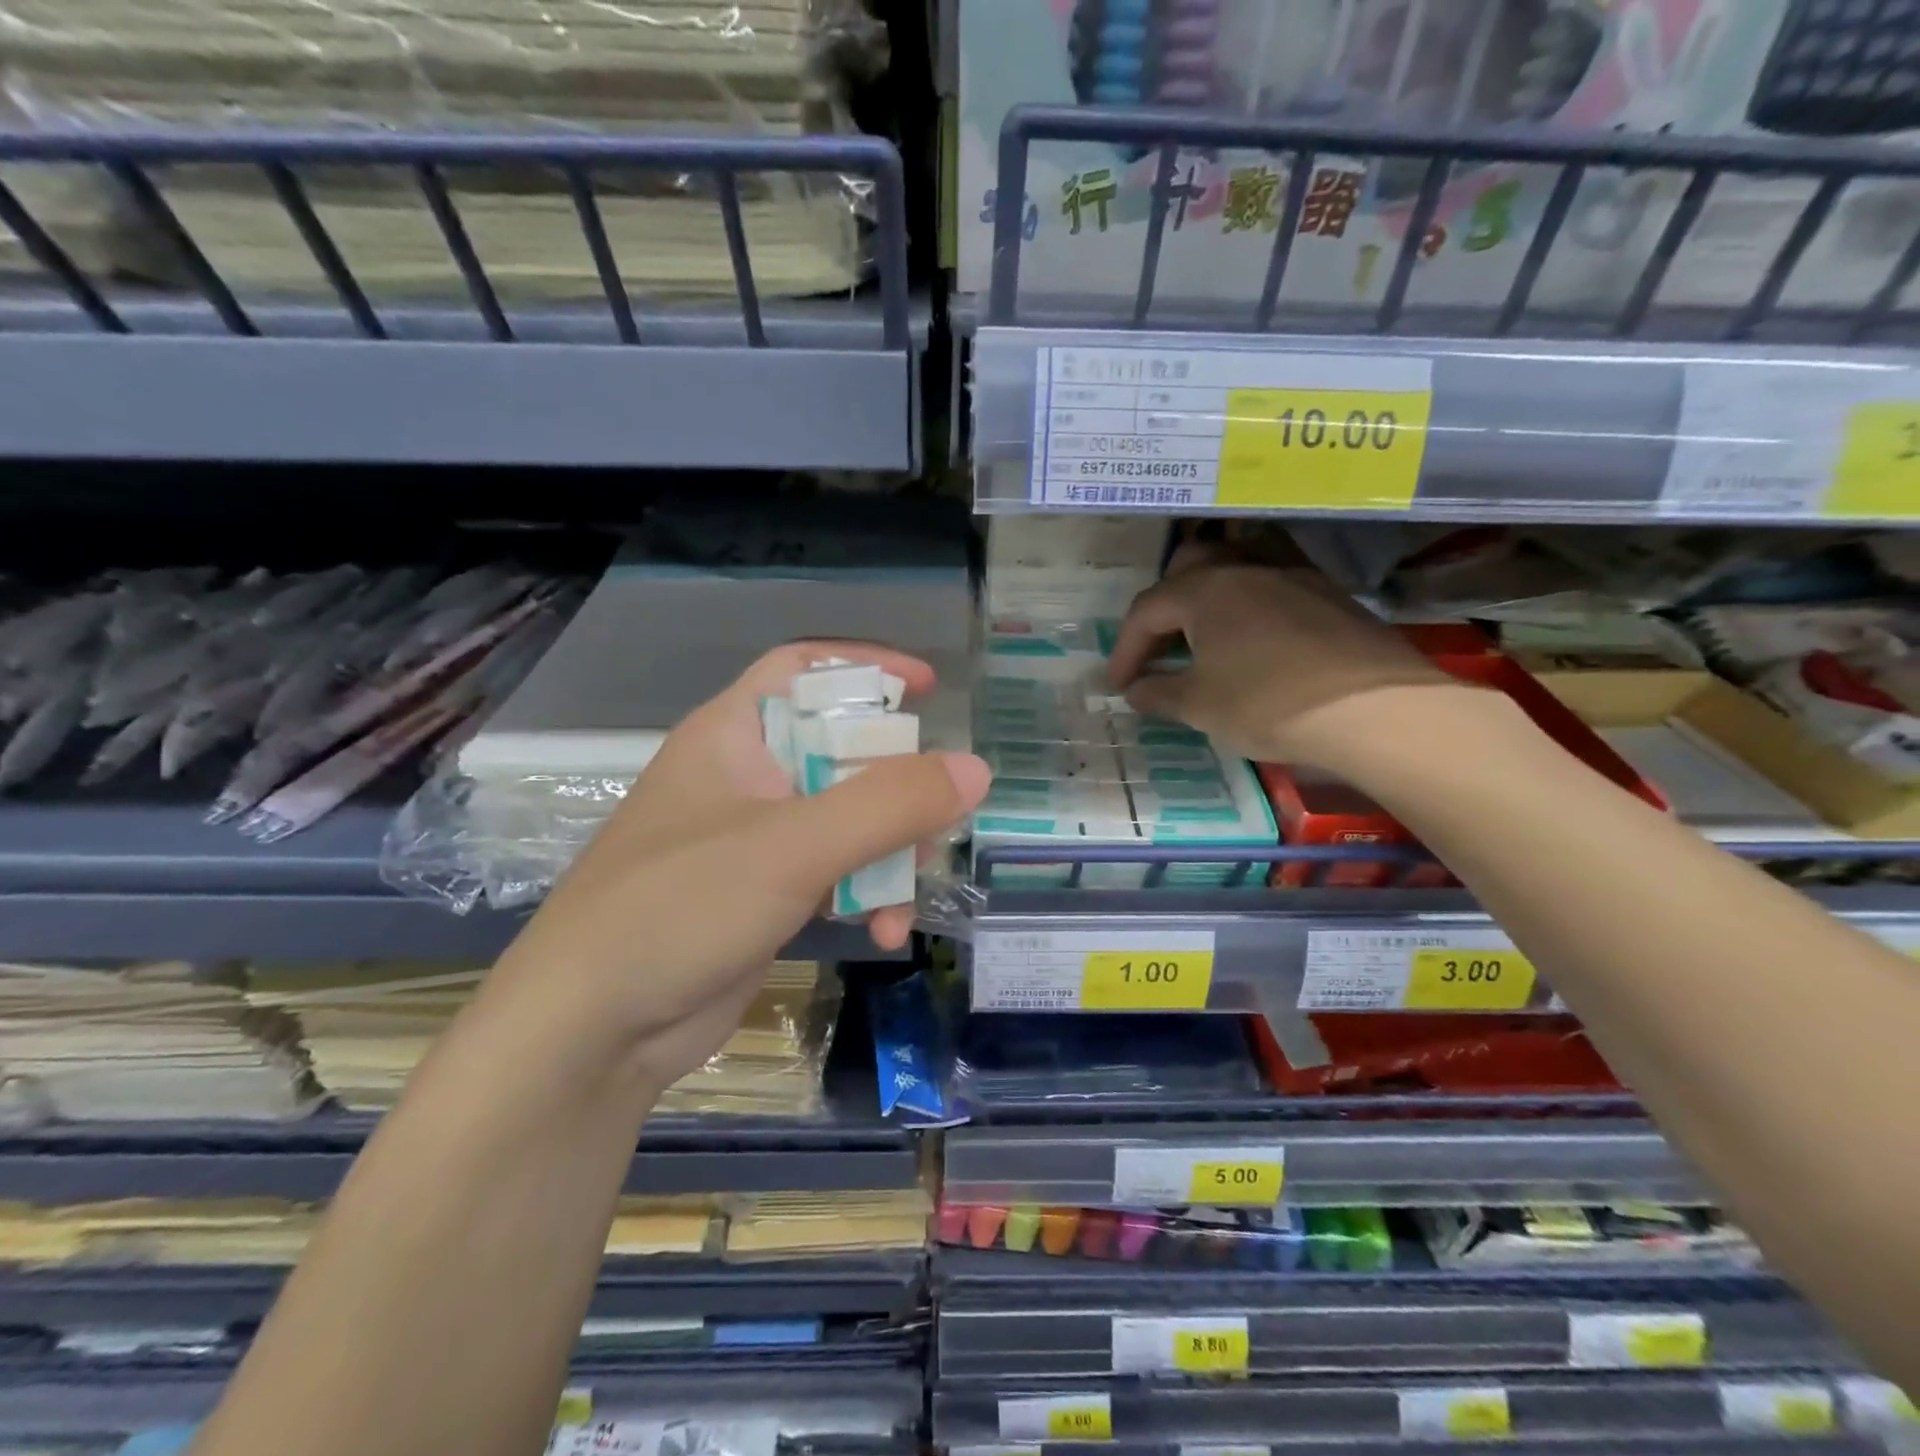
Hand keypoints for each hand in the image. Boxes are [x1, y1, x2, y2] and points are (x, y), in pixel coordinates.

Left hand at [492, 642, 989, 1095]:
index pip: (804, 670)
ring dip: (889, 850)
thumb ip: (889, 804)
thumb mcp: (794, 846)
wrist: (592, 1032)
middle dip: (897, 783)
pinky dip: (867, 893)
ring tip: (911, 891)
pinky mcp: (765, 894)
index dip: (867, 667)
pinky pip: (836, 873)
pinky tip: (886, 932)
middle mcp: (745, 777)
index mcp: (734, 736)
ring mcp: (755, 839)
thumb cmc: (680, 908)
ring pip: (848, 818)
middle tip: (939, 812)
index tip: (929, 688)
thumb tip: (975, 769)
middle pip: (842, 750)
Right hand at [1106, 542, 1456, 770]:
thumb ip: (1159, 694)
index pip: (1146, 611)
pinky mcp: (1327, 592)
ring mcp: (1292, 575)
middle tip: (1162, 645)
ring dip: (1210, 593)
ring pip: (1236, 563)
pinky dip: (1251, 601)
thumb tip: (1136, 690)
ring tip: (1206, 632)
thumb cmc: (1268, 704)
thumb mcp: (1200, 706)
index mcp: (1204, 590)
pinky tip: (1255, 636)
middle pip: (1190, 566)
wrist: (1374, 710)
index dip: (1126, 648)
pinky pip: (1274, 581)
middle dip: (1165, 603)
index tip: (1120, 684)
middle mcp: (1245, 568)